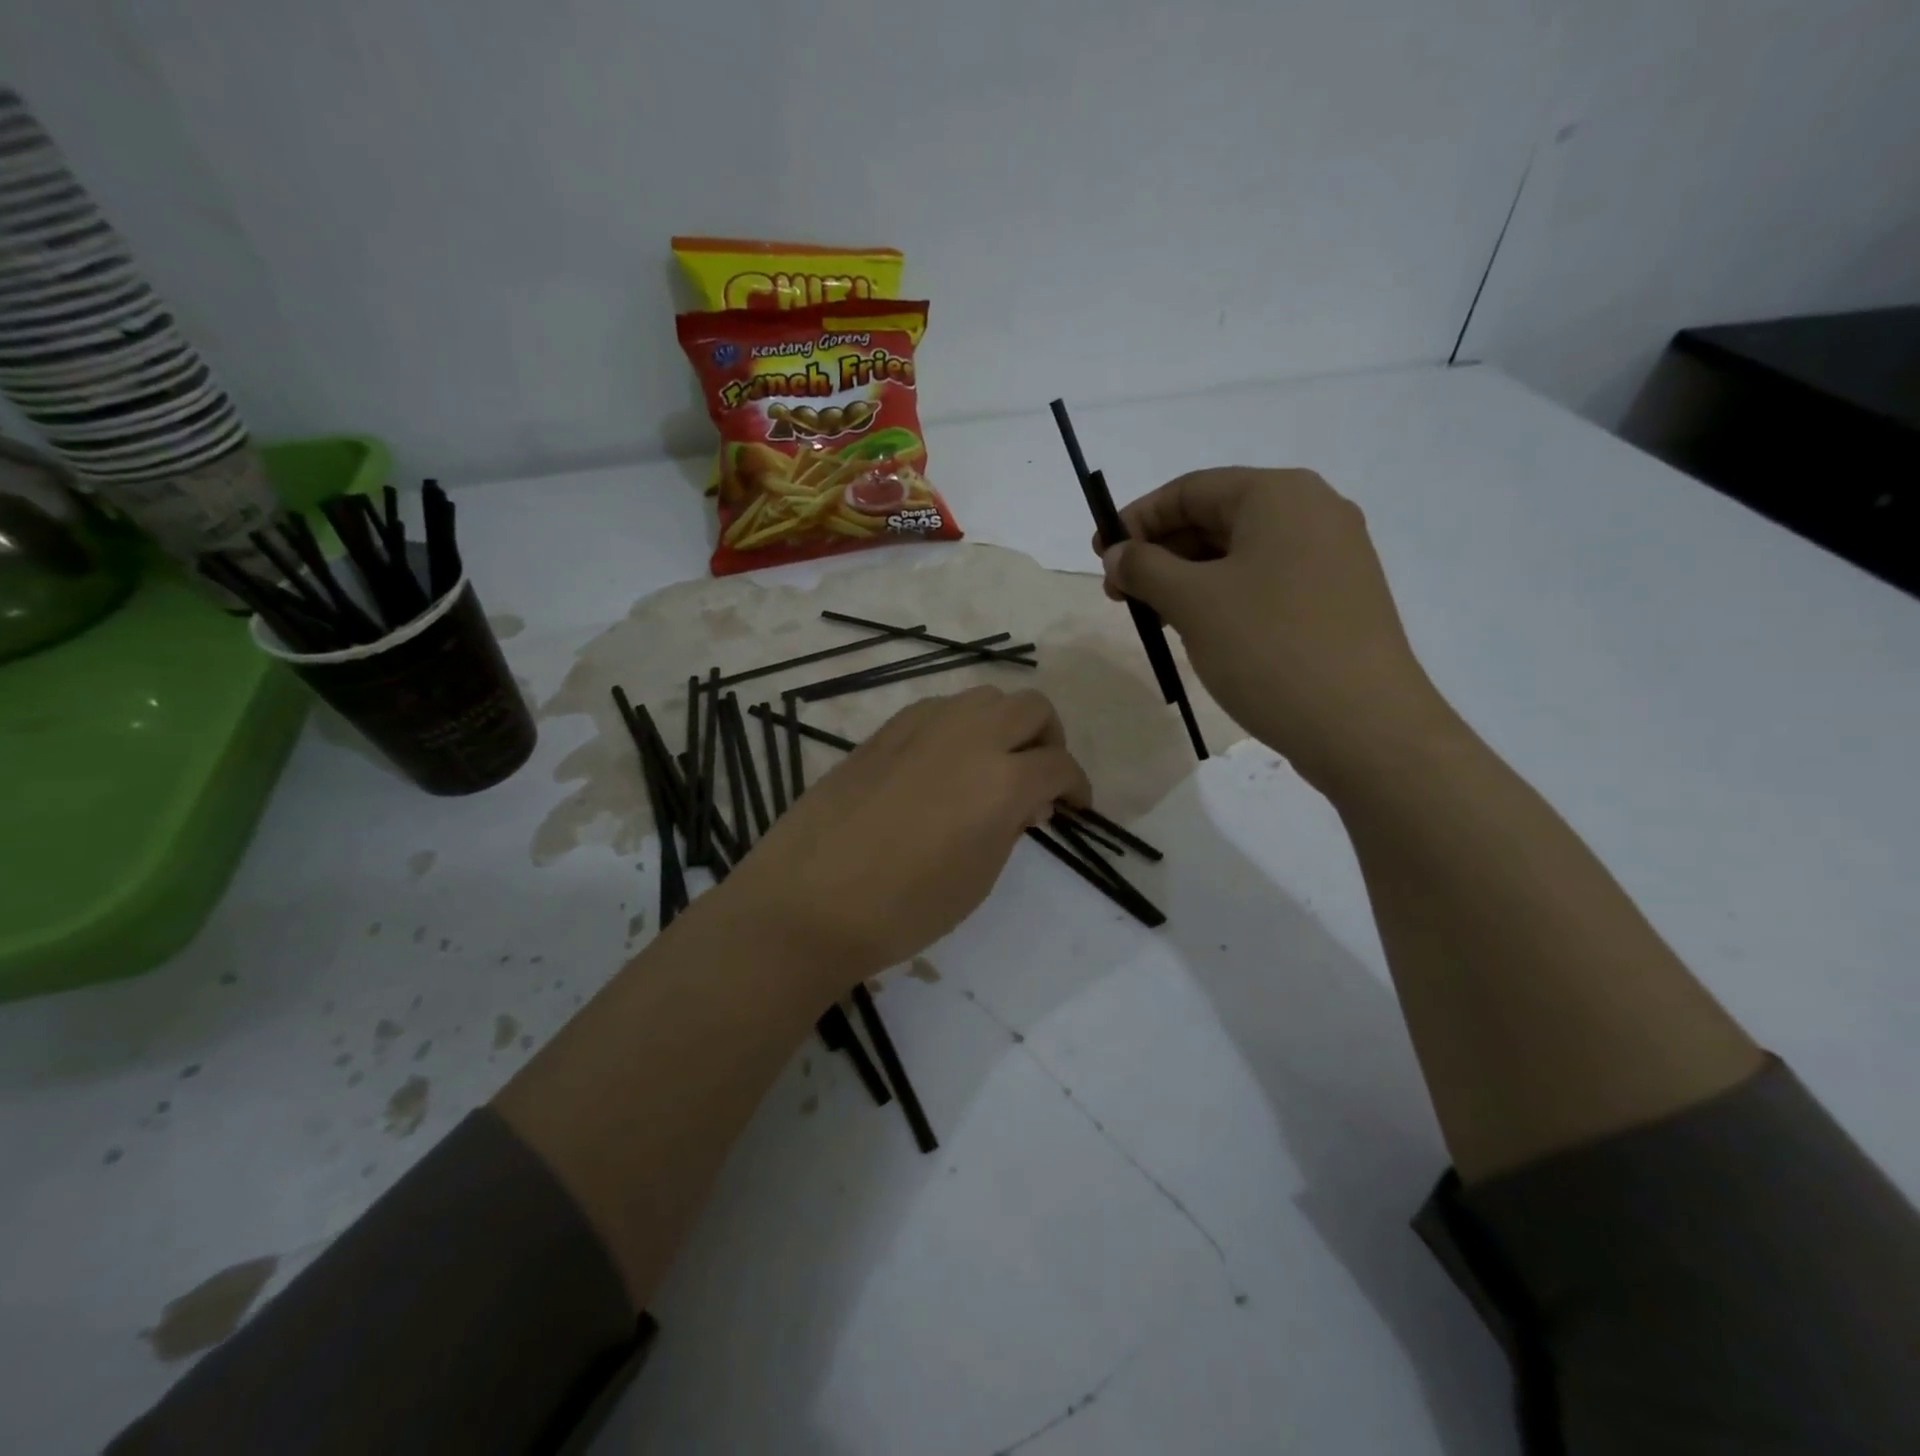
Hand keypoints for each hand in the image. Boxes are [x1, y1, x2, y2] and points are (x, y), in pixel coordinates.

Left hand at [721, 686, 1090, 991]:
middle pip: (1031, 708)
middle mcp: (969, 736)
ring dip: (1003, 725)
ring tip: (993, 766)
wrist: (810, 901)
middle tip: (1040, 777)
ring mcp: (923, 725)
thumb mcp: (979, 877)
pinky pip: (940, 709)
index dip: (1076, 785)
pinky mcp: (886, 730)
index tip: (1074, 805)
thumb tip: (1027, 801)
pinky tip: (945, 763)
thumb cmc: (904, 908)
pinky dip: (960, 726)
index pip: (1059, 764)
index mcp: (1002, 780)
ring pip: (985, 697)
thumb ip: (1011, 827)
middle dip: (1048, 739)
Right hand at [1097, 467, 1449, 793]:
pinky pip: (1265, 582)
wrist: (1364, 727)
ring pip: (1239, 554)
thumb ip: (1145, 568)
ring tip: (1153, 618)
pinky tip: (1198, 630)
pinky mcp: (1336, 599)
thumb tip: (1117, 553)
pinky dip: (1223, 597)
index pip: (1190, 489)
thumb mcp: (1193, 602)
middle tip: (1120, 593)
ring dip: (1187, 579)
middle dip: (1160, 552)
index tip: (1100, 555)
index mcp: (1279, 495)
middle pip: (1216, 518)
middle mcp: (1312, 512)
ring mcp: (1331, 557)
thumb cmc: (1269, 648)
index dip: (1136, 520)